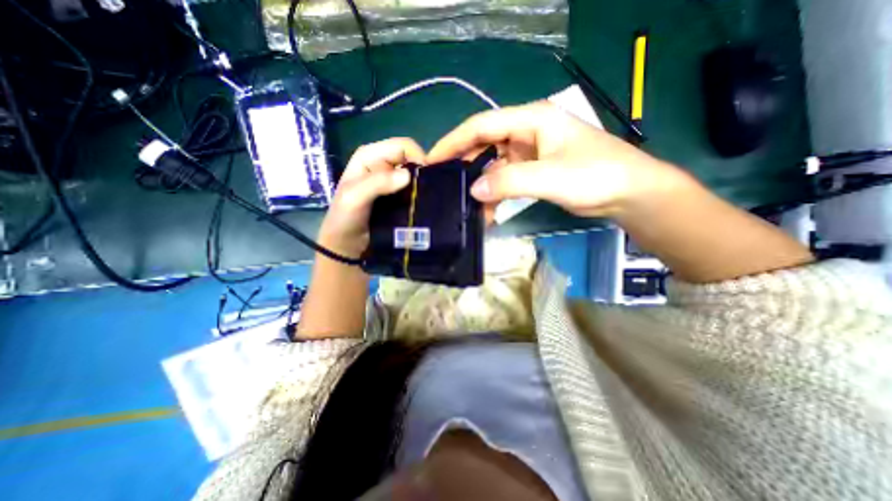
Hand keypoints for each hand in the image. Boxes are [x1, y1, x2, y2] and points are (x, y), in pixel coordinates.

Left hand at [321, 140, 423, 259]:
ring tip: (425, 200)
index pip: (402, 146)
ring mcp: (390, 181)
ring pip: (414, 175)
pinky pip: (413, 189)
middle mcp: (382, 164)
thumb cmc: (345, 218)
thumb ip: (377, 183)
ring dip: (421, 185)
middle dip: (421, 172)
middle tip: (426, 192)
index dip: (417, 158)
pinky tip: (421, 204)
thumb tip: (408, 175)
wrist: (346, 243)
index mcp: (369, 156)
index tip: (426, 179)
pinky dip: (419, 195)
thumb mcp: (355, 198)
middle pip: (411, 159)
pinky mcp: (396, 195)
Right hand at [428, 101, 684, 218]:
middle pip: (484, 144)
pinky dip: (494, 195)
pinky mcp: (533, 171)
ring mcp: (529, 153)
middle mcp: (526, 132)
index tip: (432, 160)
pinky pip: (505, 180)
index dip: (454, 141)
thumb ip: (510, 181)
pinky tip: (486, 211)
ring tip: (462, 203)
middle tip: (443, 185)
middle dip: (463, 164)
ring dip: (479, 185)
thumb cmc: (596, 175)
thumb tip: (473, 191)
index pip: (482, 125)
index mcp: (531, 119)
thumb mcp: (551, 176)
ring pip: (493, 165)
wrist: (628, 194)